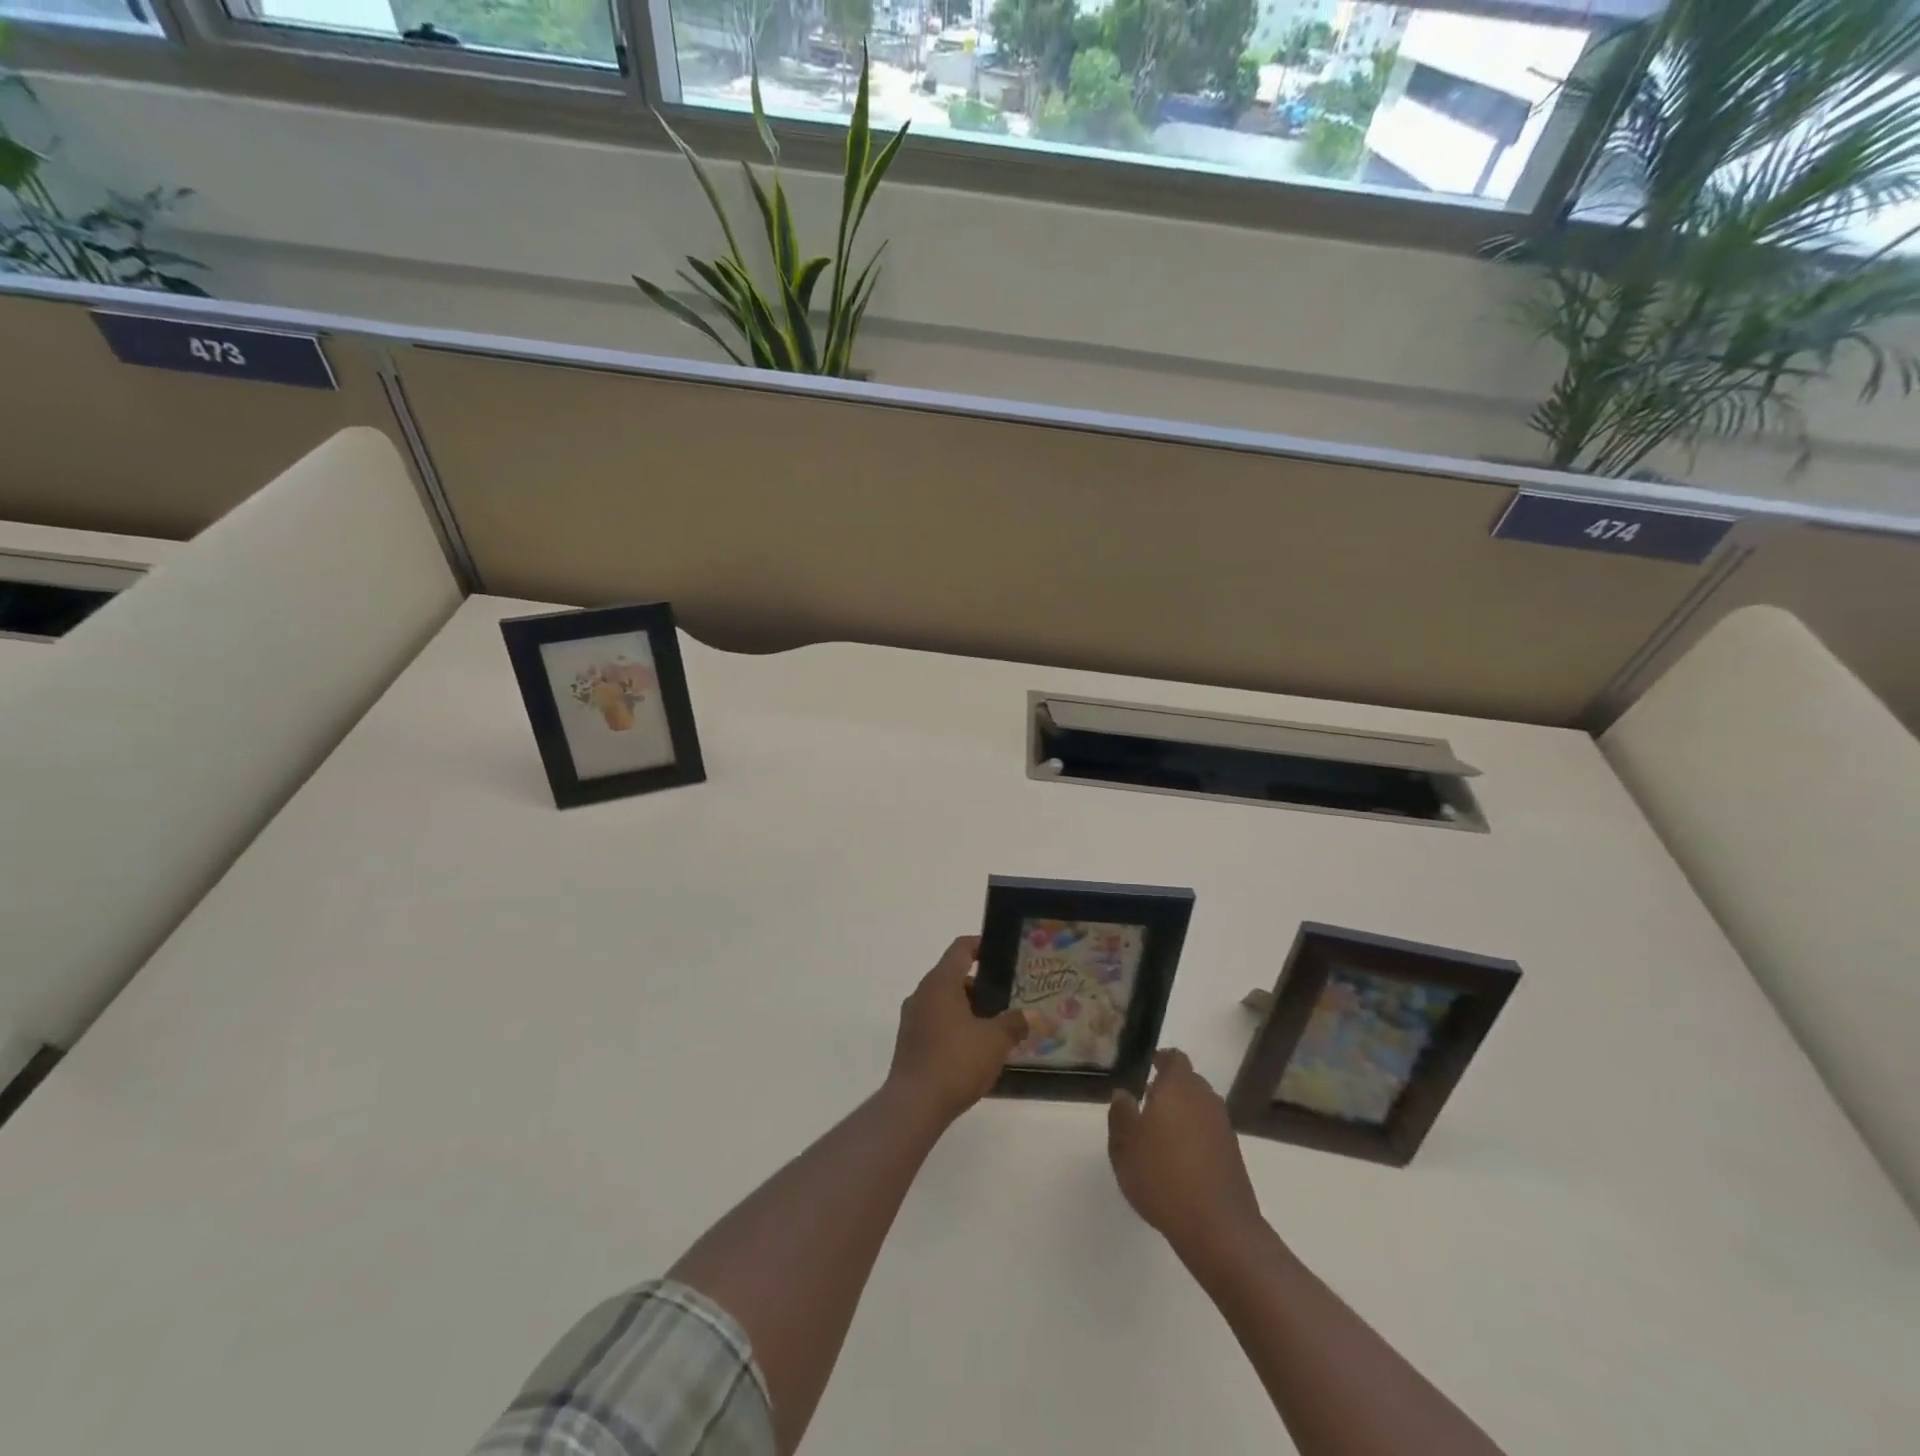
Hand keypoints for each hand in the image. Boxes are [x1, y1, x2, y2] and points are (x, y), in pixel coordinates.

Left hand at [886, 936, 1027, 1126]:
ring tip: (995, 1024)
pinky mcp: (910, 1041)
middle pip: (953, 975)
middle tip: (1008, 996)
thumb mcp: (994, 1041)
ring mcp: (912, 1018)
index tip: (1002, 953)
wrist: (914, 1105)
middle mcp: (922, 993)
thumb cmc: (956, 1061)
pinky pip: (936, 1021)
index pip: (961, 949)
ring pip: (944, 1000)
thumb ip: (1015, 1024)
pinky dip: (955, 1025)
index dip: (981, 945)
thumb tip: (1035, 1016)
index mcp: (940, 982)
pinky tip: (974, 1047)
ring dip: (968, 1007)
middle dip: (981, 985)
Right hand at [1109, 1050, 1263, 1260]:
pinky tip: (1180, 1160)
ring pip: (1200, 1108)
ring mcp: (1223, 1128)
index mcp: (1179, 1087)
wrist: (1217, 1226)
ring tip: (1161, 1133)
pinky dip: (1195, 1137)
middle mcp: (1205, 1099)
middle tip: (1148, 1101)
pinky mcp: (1233, 1155)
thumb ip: (1121, 1114)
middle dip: (1170, 1088)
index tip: (1149, 1065)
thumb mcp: (1125, 1145)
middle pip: (1189, 1082)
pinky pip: (1210, 1133)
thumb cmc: (1162, 1175)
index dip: (1162, 1059)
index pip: (1174, 1059)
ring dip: (1183, 1113)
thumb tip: (1123, 1094)